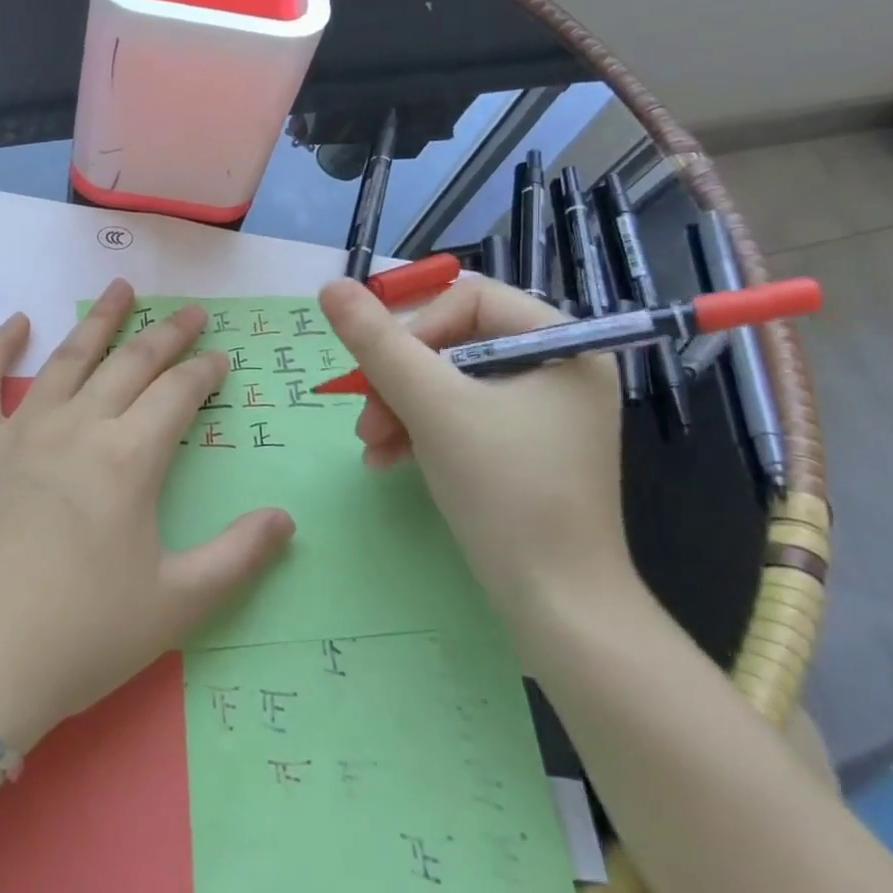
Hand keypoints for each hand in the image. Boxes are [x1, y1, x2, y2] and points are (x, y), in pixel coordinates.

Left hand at [0, 280, 294, 753]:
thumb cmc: (80, 637)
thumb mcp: (175, 606)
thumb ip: (237, 557)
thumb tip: (286, 519)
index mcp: (129, 459)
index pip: (177, 395)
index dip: (203, 372)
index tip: (219, 358)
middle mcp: (77, 427)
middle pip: (130, 363)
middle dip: (166, 335)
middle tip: (190, 313)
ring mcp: (19, 430)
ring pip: (67, 358)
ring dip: (98, 321)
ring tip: (121, 289)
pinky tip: (16, 322)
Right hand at [317, 275, 631, 623]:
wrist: (558, 605)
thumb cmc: (504, 489)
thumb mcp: (431, 405)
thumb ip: (377, 342)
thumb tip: (331, 287)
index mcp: (561, 344)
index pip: (470, 299)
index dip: (415, 326)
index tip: (380, 369)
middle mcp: (559, 370)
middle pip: (454, 342)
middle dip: (399, 378)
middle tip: (365, 415)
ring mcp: (543, 413)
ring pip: (449, 382)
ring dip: (400, 407)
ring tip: (370, 443)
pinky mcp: (525, 449)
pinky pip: (461, 417)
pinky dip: (420, 431)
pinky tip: (387, 459)